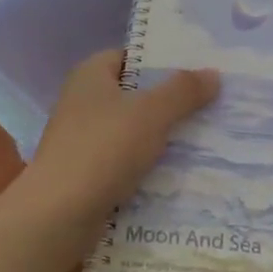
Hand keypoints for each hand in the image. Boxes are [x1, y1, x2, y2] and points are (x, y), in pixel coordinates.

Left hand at [19, 49, 218, 235]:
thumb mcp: (151, 113)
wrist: (58, 215)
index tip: (200, 70)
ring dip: (164, 136)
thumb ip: (183, 91)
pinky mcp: (88, 173)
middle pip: (135, 94)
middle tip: (213, 104)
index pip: (131, 57)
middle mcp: (83, 102)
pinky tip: (182, 171)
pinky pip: (127, 161)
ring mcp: (84, 139)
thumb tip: (214, 73)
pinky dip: (150, 164)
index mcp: (91, 75)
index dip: (164, 61)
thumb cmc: (103, 149)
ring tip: (208, 137)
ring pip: (134, 130)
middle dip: (171, 101)